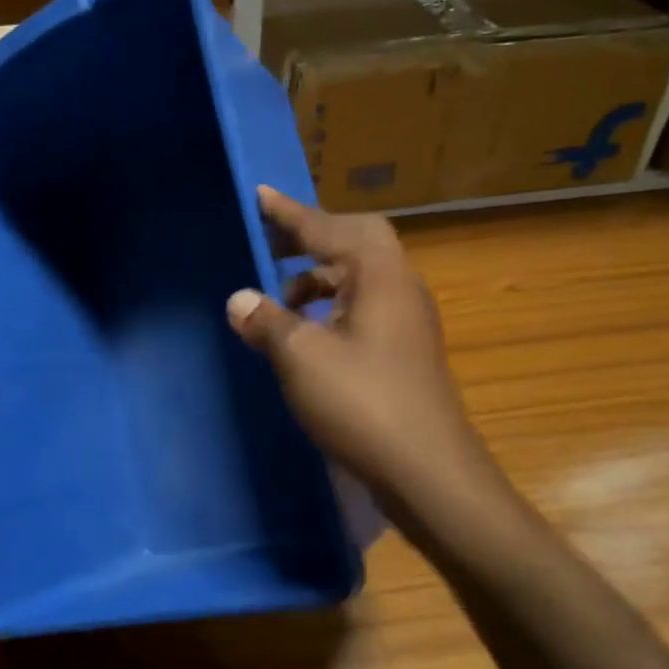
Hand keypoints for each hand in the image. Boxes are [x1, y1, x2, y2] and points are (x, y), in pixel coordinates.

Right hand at [226, 187, 488, 507]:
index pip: (330, 229)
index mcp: (380, 277)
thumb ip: (267, 322)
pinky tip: (307, 337)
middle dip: (310, 239)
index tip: (259, 196)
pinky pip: (363, 309)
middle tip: (269, 243)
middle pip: (354, 244)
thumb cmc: (363, 404)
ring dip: (318, 279)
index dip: (291, 213)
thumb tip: (239, 299)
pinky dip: (330, 309)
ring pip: (359, 280)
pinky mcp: (405, 353)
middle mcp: (400, 288)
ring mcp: (407, 322)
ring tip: (278, 299)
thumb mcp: (301, 358)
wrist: (429, 473)